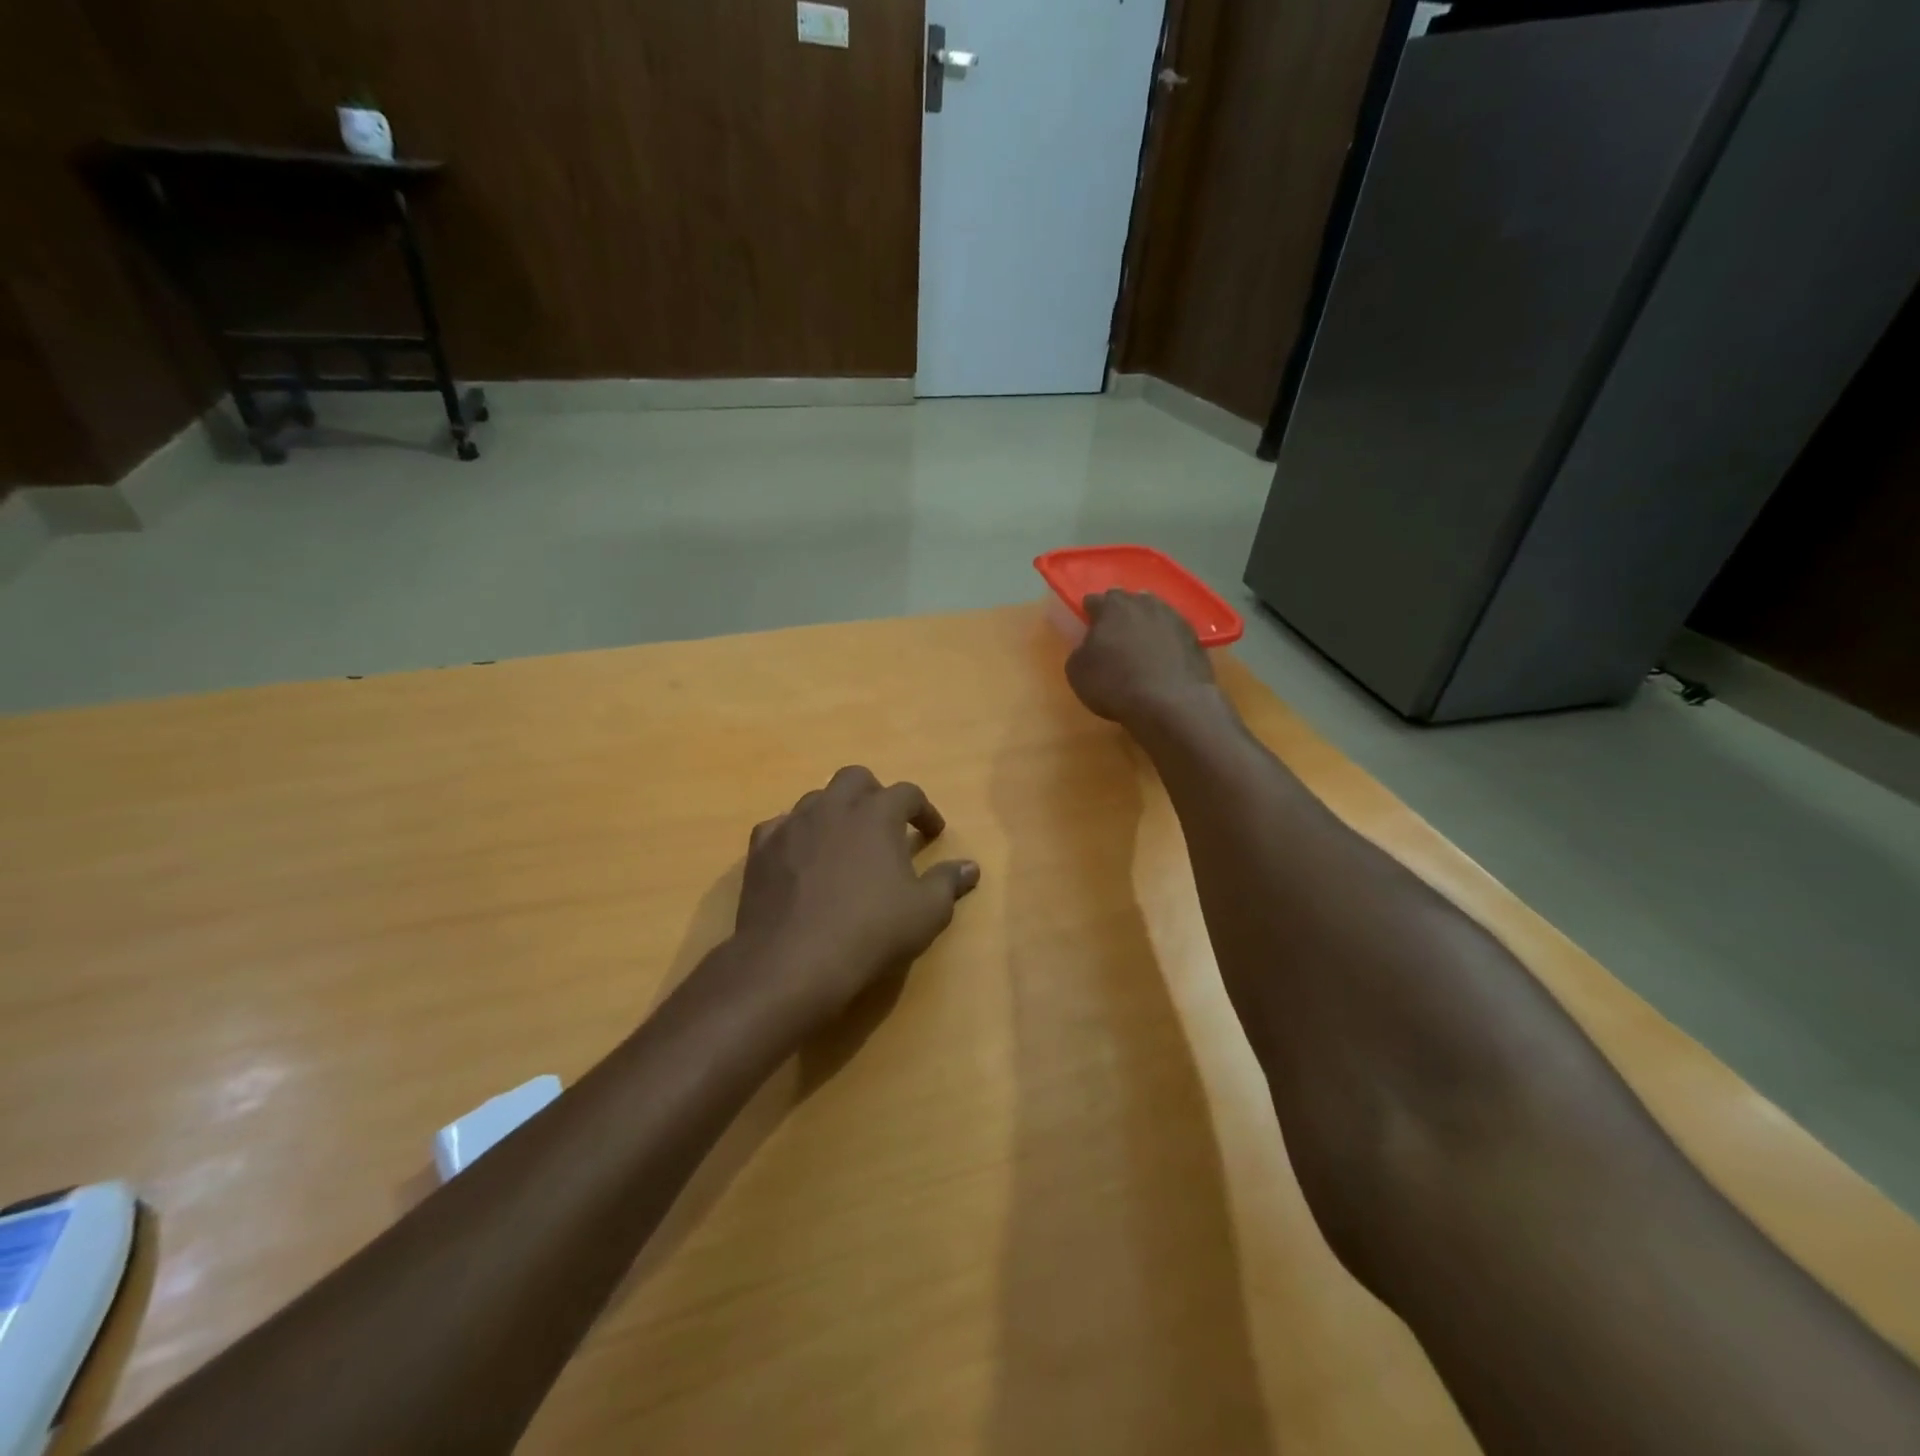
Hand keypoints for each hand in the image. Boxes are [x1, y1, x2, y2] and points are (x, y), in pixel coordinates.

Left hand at [733, 766, 980, 1026]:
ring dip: (835, 812)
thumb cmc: (870, 931)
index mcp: (876, 814)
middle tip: (885, 826)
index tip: (933, 832)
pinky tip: (801, 859)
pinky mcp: (760, 849)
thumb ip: (948, 882)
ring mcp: (792, 825)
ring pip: (816, 799)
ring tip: (844, 843)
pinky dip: (796, 836)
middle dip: (874, 795)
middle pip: (856, 779)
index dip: (924, 810)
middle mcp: (832, 807)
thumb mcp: (926, 912)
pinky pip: (780, 827)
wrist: (792, 961)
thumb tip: (970, 867)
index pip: (907, 793)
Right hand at [1066, 589, 1219, 728]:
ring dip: (1145, 624)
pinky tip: (1163, 659)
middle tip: (1113, 635)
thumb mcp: (1077, 672)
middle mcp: (1143, 604)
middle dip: (1119, 614)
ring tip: (1140, 646)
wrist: (1171, 703)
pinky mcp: (1194, 637)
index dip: (1088, 613)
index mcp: (1111, 607)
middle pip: (1127, 601)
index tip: (1087, 627)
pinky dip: (1166, 641)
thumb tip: (1089, 647)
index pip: (1094, 600)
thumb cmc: (1115, 685)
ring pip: (1153, 613)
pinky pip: (1173, 633)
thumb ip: (1081, 651)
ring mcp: (1173, 618)